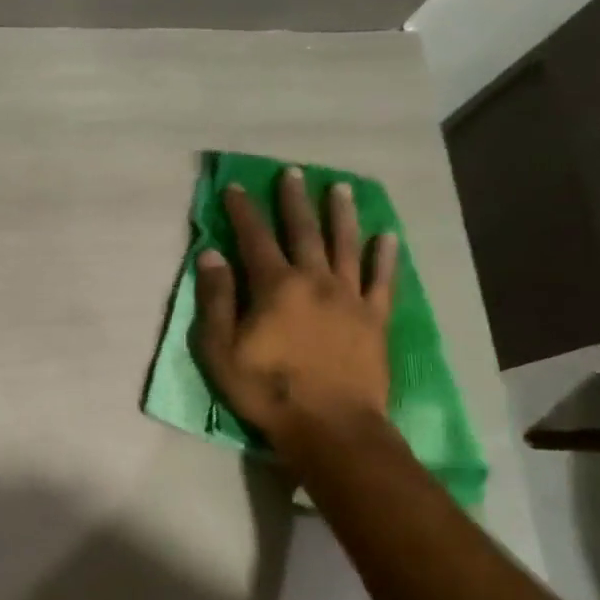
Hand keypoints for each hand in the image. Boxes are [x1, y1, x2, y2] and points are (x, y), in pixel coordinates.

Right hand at [192, 170, 398, 463]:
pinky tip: (386, 236)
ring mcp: (350, 298)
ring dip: (341, 215)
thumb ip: (216, 299)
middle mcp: (315, 281)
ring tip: (340, 189)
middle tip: (293, 173)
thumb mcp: (221, 349)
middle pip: (303, 231)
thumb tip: (212, 254)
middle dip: (295, 200)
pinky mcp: (375, 319)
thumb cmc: (267, 390)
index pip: (255, 238)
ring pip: (345, 245)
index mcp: (275, 286)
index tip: (236, 187)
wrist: (331, 426)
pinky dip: (384, 256)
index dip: (243, 211)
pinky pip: (382, 280)